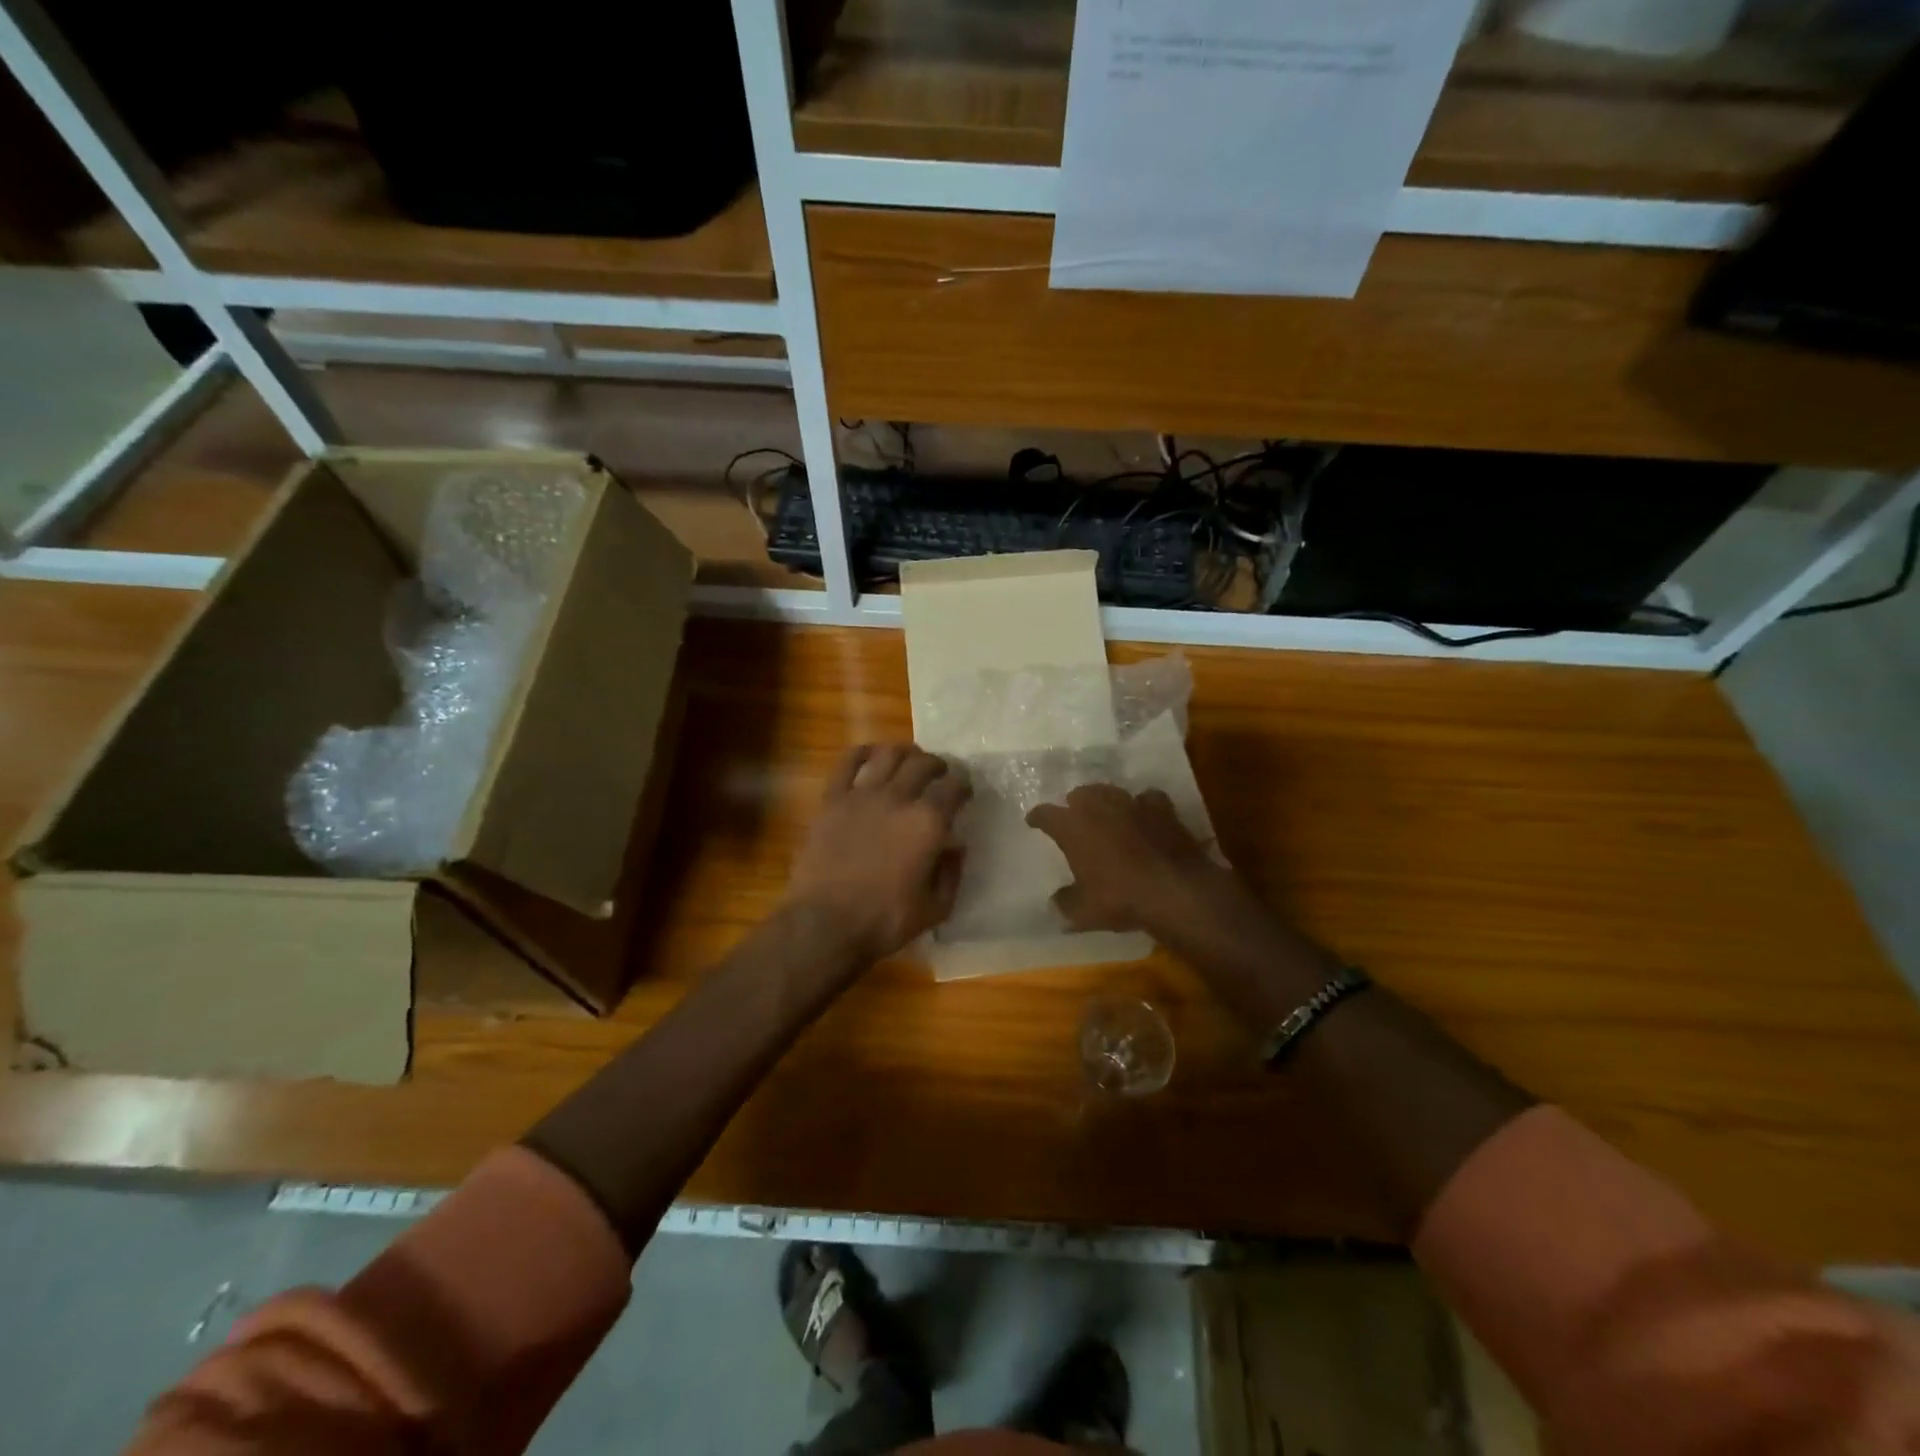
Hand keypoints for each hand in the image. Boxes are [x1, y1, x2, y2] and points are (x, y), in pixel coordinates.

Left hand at [785, 744, 971, 962]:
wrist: (825, 924)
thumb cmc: (885, 921)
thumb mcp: (935, 908)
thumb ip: (951, 872)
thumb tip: (956, 846)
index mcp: (928, 823)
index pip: (954, 786)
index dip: (964, 784)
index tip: (965, 790)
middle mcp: (898, 798)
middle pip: (923, 763)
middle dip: (938, 765)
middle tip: (940, 774)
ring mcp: (862, 795)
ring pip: (889, 754)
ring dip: (905, 753)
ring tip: (910, 760)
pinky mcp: (832, 800)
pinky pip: (847, 763)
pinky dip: (863, 752)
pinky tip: (871, 754)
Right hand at [1026, 784, 1243, 937]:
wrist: (1174, 889)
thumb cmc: (1119, 898)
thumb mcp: (1083, 911)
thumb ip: (1065, 902)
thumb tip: (1056, 901)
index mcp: (1072, 826)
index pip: (1046, 814)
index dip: (1038, 817)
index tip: (1034, 821)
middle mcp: (1099, 806)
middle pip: (1080, 794)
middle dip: (1075, 804)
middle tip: (1075, 817)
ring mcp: (1132, 803)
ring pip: (1111, 791)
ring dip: (1106, 801)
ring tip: (1107, 813)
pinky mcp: (1162, 808)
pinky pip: (1147, 799)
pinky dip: (1143, 806)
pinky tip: (1145, 816)